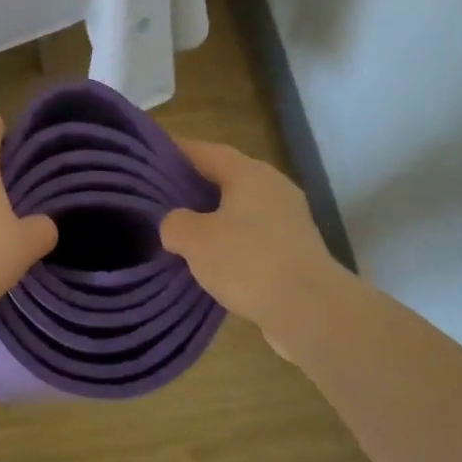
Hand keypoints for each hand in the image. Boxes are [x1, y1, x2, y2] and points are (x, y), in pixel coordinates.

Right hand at [159, 139, 343, 350]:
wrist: (310, 310)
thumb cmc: (248, 261)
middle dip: (194, 186)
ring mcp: (289, 218)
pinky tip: (212, 260)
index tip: (151, 158)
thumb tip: (175, 225)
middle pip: (226, 177)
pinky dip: (232, 241)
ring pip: (240, 208)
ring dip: (213, 217)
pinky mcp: (296, 248)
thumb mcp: (194, 240)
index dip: (176, 152)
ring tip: (182, 231)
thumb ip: (174, 223)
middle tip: (161, 197)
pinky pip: (254, 235)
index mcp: (249, 173)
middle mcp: (273, 186)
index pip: (205, 151)